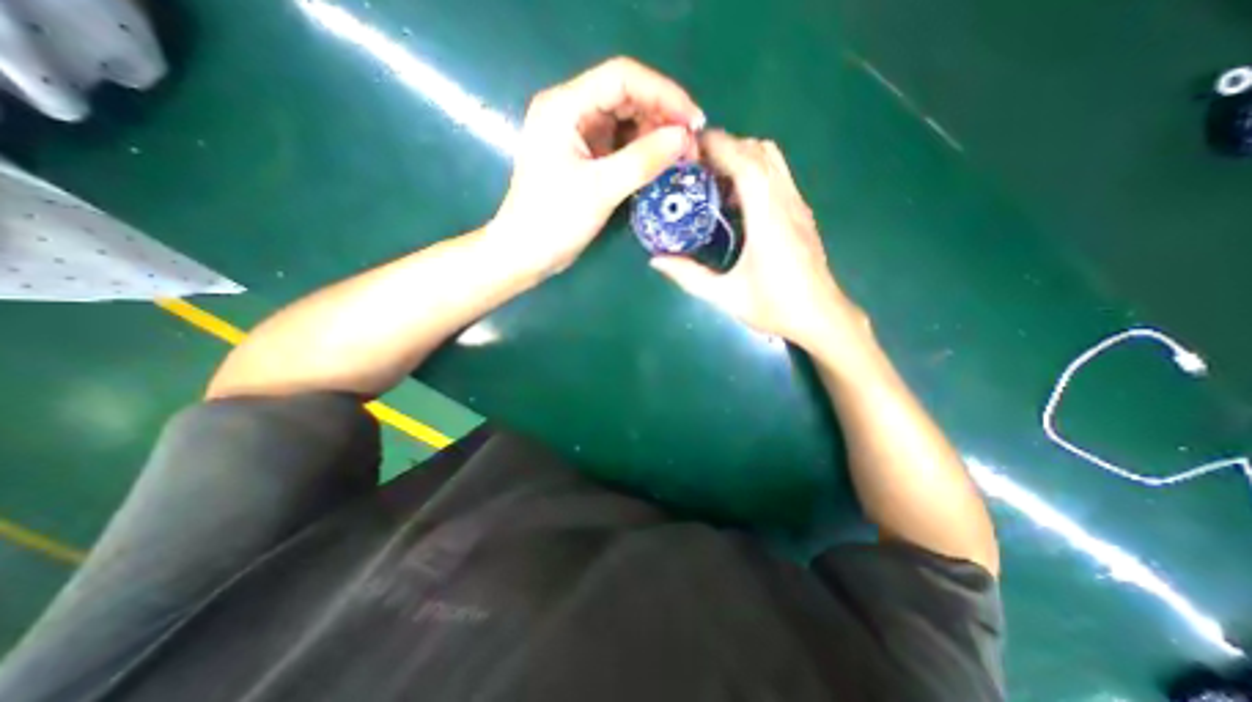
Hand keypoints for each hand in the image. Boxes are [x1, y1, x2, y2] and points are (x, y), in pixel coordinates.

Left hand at [489, 57, 702, 277]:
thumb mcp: (600, 189)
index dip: (663, 93)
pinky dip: (642, 152)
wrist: (527, 253)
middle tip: (691, 144)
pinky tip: (660, 164)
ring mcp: (578, 136)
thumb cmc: (554, 220)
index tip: (693, 120)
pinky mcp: (584, 158)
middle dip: (662, 116)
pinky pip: (621, 144)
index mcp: (564, 107)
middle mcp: (570, 112)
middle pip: (626, 97)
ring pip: (626, 121)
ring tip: (681, 156)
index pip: (622, 78)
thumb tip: (684, 139)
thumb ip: (642, 161)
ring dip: (655, 135)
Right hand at [651, 126, 868, 349]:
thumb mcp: (725, 296)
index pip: (747, 165)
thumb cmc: (774, 307)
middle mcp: (786, 204)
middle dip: (727, 147)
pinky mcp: (802, 213)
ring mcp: (798, 206)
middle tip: (696, 166)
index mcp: (768, 221)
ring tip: (714, 178)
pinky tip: (737, 199)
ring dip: (743, 156)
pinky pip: (779, 175)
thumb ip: (689, 277)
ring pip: (773, 160)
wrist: (821, 317)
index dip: (719, 147)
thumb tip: (656, 259)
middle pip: (761, 152)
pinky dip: (756, 171)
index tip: (690, 147)